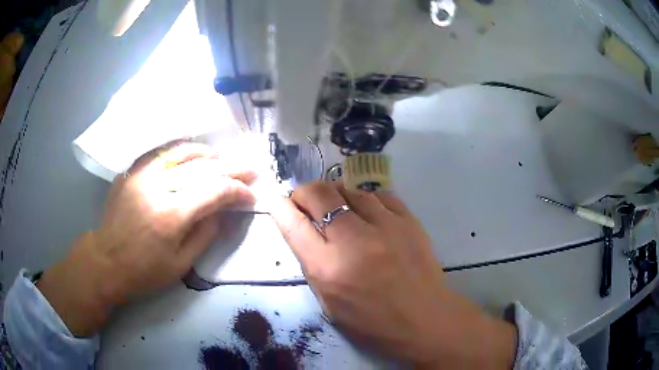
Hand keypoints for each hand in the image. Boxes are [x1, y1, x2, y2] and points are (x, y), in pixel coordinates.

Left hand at [37, 139, 255, 336]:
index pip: (214, 191)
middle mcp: (158, 187)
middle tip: (250, 168)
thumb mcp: (181, 265)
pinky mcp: (133, 172)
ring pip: (182, 152)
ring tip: (222, 158)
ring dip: (207, 154)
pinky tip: (191, 155)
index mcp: (172, 215)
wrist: (106, 260)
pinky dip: (181, 151)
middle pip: (202, 168)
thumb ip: (206, 234)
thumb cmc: (144, 271)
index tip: (250, 195)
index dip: (237, 190)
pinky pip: (161, 153)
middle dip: (231, 167)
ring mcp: (142, 175)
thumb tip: (224, 212)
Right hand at [270, 182, 515, 367]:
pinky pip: (379, 195)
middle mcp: (353, 242)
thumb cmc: (372, 322)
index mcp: (328, 269)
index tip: (276, 200)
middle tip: (306, 201)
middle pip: (319, 195)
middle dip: (305, 193)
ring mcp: (385, 227)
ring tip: (339, 208)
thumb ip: (313, 265)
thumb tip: (305, 231)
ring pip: (349, 189)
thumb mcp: (329, 304)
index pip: (294, 225)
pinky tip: (368, 211)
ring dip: (337, 195)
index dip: (280, 207)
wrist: (424, 319)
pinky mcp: (409, 221)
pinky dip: (367, 199)